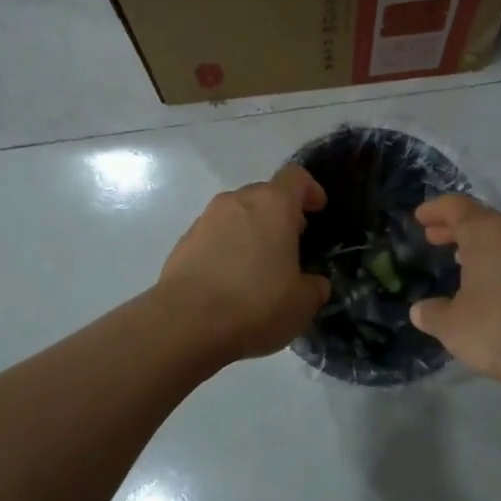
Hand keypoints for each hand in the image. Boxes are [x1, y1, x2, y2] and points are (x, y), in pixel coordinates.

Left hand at [160, 166, 330, 362]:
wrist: (186, 323)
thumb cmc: (256, 304)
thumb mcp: (302, 304)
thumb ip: (314, 286)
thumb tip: (313, 283)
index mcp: (273, 205)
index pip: (296, 177)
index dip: (310, 190)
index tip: (318, 209)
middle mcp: (237, 201)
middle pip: (265, 194)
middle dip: (280, 214)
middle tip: (291, 244)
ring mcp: (206, 219)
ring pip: (237, 214)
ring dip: (251, 231)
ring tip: (260, 266)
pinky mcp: (183, 242)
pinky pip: (214, 236)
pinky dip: (226, 249)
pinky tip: (230, 281)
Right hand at [408, 195, 500, 396]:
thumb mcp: (454, 327)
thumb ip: (433, 314)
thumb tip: (420, 310)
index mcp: (487, 233)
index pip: (457, 207)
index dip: (436, 210)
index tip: (420, 217)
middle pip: (481, 220)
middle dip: (455, 228)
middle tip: (433, 238)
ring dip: (479, 247)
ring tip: (459, 260)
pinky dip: (498, 263)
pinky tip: (491, 287)